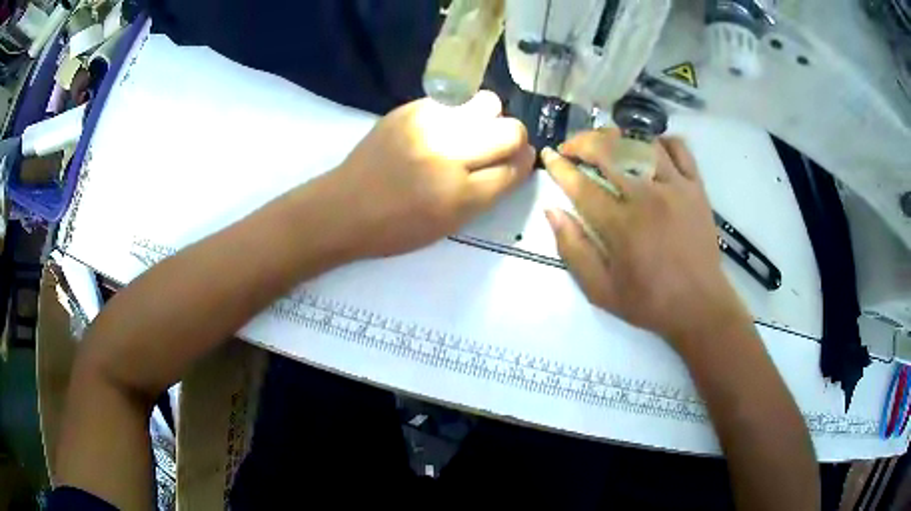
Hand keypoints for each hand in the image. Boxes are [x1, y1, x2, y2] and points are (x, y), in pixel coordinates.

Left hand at [324, 91, 534, 258]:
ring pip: (487, 103)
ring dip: (487, 118)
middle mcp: (449, 156)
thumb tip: (513, 162)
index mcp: (460, 196)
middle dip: (513, 139)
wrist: (344, 208)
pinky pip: (453, 100)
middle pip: (510, 131)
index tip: (520, 160)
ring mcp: (428, 126)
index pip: (515, 168)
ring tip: (470, 131)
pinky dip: (457, 112)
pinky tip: (442, 127)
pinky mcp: (409, 110)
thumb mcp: (450, 224)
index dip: (524, 163)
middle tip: (497, 146)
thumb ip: (487, 193)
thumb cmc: (397, 228)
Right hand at [541, 129, 750, 350]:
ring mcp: (677, 188)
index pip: (582, 185)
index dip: (560, 167)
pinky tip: (648, 149)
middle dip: (582, 142)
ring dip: (617, 137)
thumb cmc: (649, 302)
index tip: (548, 155)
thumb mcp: (600, 290)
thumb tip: (552, 211)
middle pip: (609, 152)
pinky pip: (679, 149)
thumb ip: (573, 250)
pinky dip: (660, 141)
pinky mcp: (697, 187)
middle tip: (571, 147)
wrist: (700, 306)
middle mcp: (648, 197)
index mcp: (621, 225)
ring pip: (641, 143)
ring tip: (605, 144)